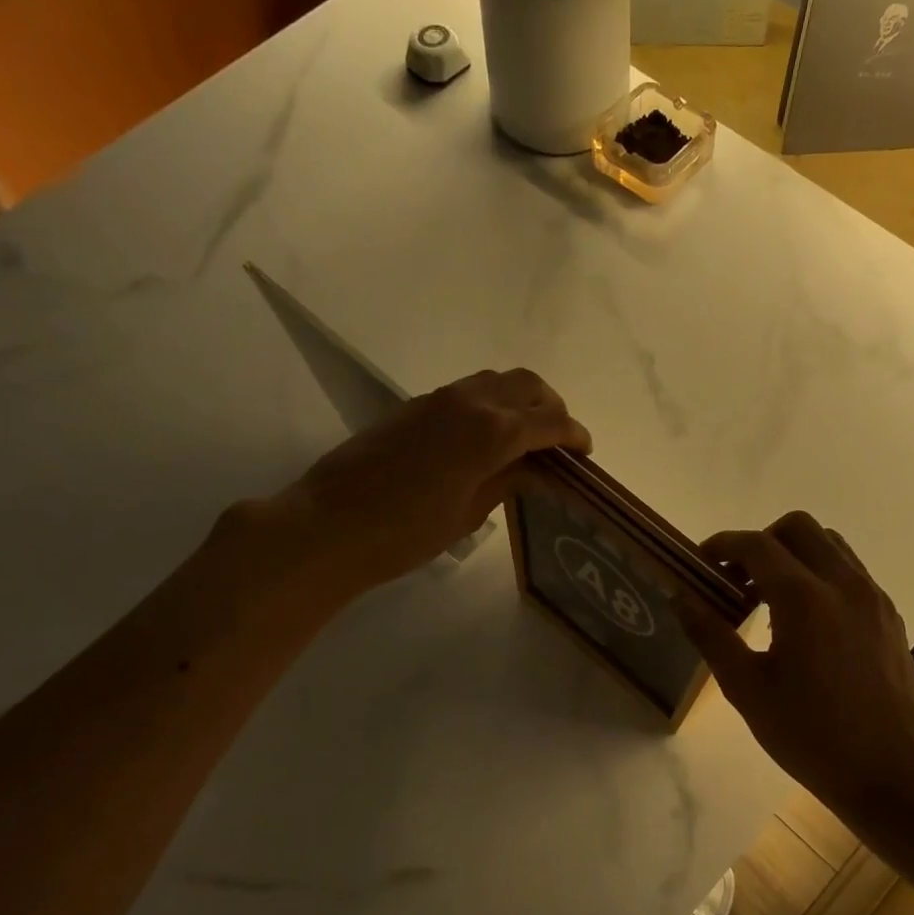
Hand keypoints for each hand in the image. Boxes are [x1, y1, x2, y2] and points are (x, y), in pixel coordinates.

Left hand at [263, 368, 589, 594]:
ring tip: (526, 439)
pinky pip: (468, 391)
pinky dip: (491, 404)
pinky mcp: (414, 406)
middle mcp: (469, 402)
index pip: (548, 421)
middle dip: (551, 408)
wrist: (329, 526)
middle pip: (527, 385)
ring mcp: (438, 399)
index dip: (573, 435)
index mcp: (491, 431)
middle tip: (558, 443)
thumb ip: (508, 480)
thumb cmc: (405, 533)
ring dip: (520, 401)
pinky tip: (486, 439)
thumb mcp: (468, 513)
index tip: (584, 453)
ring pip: (496, 381)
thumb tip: (538, 468)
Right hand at [679, 512, 913, 817]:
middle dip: (761, 541)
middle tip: (738, 578)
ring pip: (830, 544)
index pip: (757, 545)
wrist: (892, 772)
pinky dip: (820, 574)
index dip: (723, 545)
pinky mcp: (889, 615)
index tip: (702, 561)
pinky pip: (850, 571)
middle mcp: (843, 584)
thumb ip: (711, 635)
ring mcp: (873, 597)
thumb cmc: (810, 734)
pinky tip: (805, 620)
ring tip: (769, 597)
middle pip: (798, 527)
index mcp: (804, 599)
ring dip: (793, 555)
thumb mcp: (747, 689)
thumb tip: (680, 596)